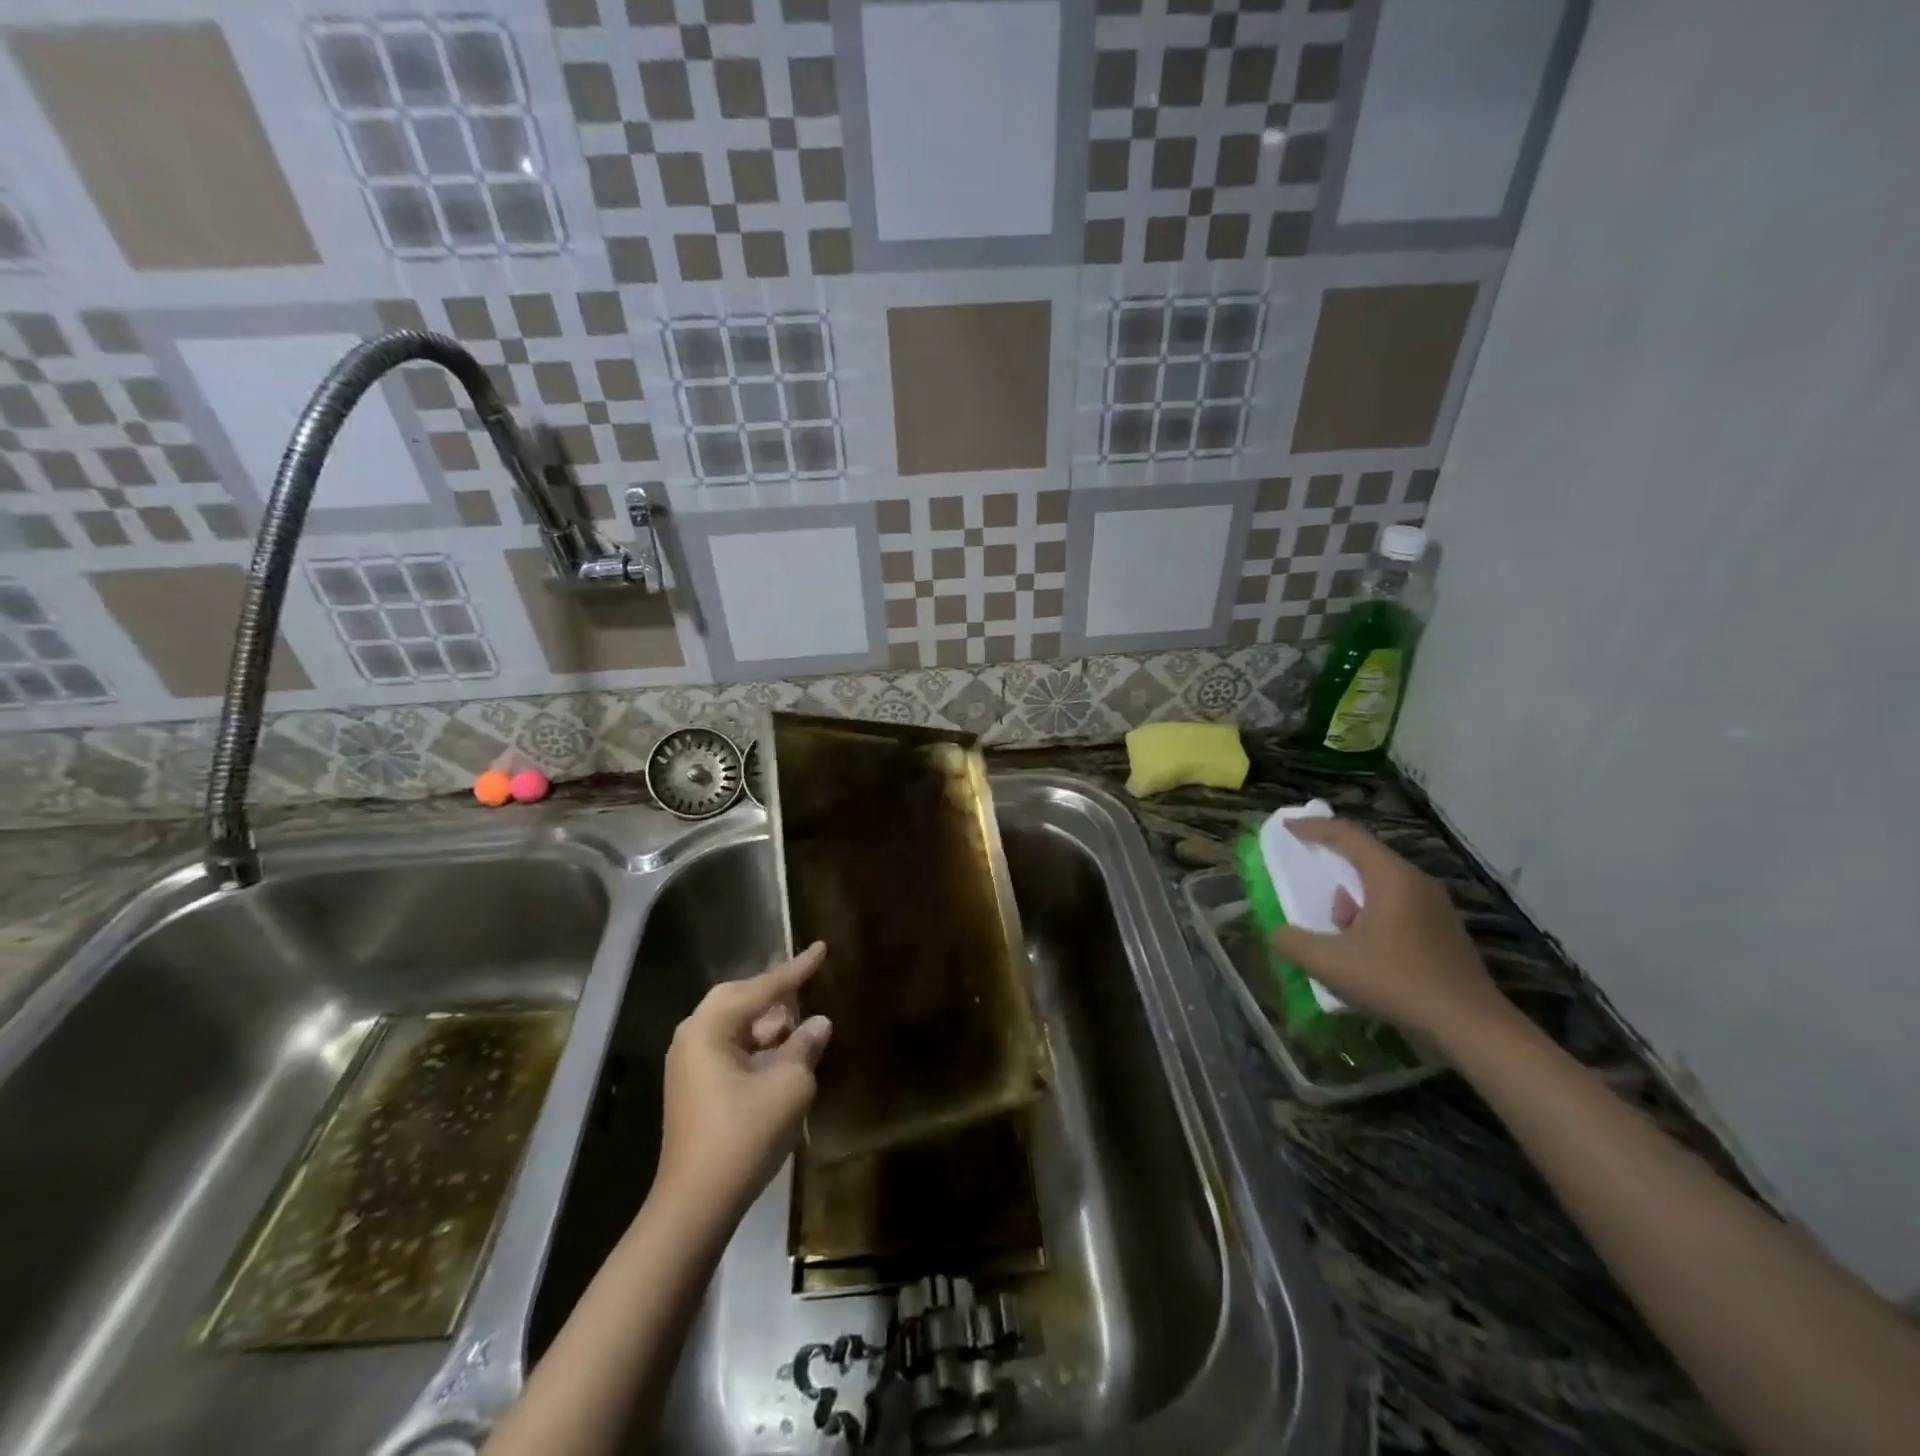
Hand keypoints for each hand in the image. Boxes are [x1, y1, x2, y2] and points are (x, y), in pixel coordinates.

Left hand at [656, 942, 832, 1222]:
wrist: (696, 1204)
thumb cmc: (744, 1135)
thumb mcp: (789, 1084)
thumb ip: (804, 1045)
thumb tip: (818, 1022)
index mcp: (710, 1027)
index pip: (763, 987)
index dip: (797, 969)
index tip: (821, 947)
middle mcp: (693, 1036)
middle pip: (740, 999)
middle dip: (776, 992)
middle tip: (807, 980)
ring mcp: (689, 1063)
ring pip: (735, 1024)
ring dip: (768, 1021)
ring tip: (801, 1018)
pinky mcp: (694, 1086)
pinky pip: (729, 1047)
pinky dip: (757, 1044)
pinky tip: (783, 1051)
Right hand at [1270, 819, 1515, 1053]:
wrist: (1471, 1028)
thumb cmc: (1397, 982)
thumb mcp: (1331, 964)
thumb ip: (1294, 942)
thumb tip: (1278, 933)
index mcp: (1391, 877)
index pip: (1347, 835)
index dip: (1312, 828)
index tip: (1286, 827)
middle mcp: (1417, 882)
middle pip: (1366, 858)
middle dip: (1332, 869)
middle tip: (1309, 885)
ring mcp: (1437, 907)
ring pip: (1382, 885)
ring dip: (1353, 900)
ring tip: (1339, 935)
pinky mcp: (1445, 931)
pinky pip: (1399, 906)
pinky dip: (1373, 915)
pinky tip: (1367, 952)